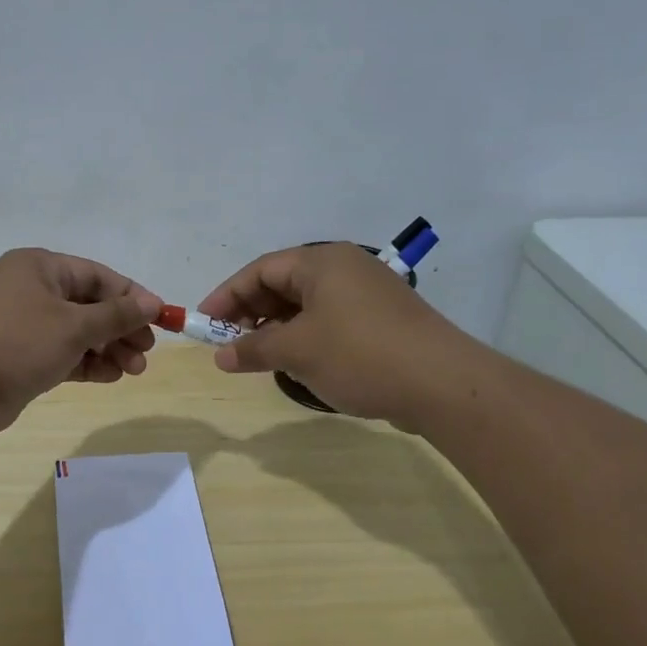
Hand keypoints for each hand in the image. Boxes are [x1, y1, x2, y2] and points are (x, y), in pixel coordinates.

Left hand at [0, 248, 162, 438]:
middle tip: (146, 352)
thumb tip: (151, 302)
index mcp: (40, 268)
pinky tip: (109, 377)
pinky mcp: (18, 359)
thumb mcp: (72, 325)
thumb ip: (115, 315)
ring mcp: (23, 326)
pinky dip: (86, 364)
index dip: (132, 297)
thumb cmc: (14, 342)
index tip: (160, 319)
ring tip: (133, 370)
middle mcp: (31, 291)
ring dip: (107, 349)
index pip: (98, 276)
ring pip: (77, 333)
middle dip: (121, 328)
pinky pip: (62, 355)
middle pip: (89, 305)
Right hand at [199, 241, 470, 427]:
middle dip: (251, 313)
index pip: (260, 270)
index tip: (204, 324)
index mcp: (322, 262)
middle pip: (283, 284)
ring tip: (260, 357)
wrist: (442, 383)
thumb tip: (221, 356)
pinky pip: (329, 320)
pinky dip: (305, 337)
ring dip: (277, 329)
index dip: (227, 296)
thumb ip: (253, 349)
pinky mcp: (381, 320)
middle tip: (230, 343)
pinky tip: (298, 364)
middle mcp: (344, 268)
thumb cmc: (359, 355)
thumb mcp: (297, 351)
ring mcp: (367, 293)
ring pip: (306, 305)